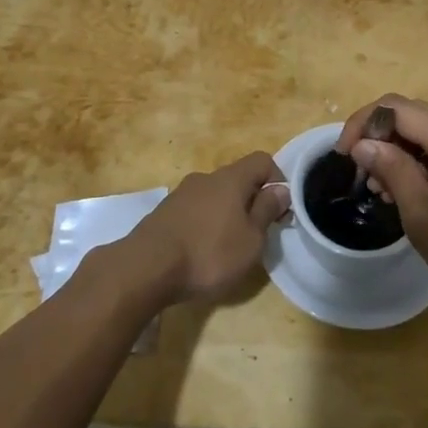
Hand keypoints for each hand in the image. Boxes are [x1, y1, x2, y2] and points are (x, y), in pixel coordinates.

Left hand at [124, 152, 290, 305]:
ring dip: (227, 214)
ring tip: (229, 247)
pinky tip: (202, 251)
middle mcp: (206, 178)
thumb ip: (267, 211)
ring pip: (215, 195)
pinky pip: (195, 210)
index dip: (277, 180)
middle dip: (251, 201)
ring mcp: (182, 193)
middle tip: (257, 234)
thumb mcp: (251, 240)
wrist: (147, 267)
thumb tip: (281, 189)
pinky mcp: (165, 212)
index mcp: (231, 178)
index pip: (262, 160)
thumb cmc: (209, 253)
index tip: (280, 211)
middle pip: (238, 178)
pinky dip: (205, 224)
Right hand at [338, 96, 427, 320]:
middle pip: (412, 114)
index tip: (344, 156)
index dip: (362, 124)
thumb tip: (364, 144)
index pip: (394, 107)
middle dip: (379, 136)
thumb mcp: (420, 213)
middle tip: (362, 174)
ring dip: (399, 149)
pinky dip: (421, 159)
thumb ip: (390, 168)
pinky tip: (410, 191)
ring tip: (383, 189)